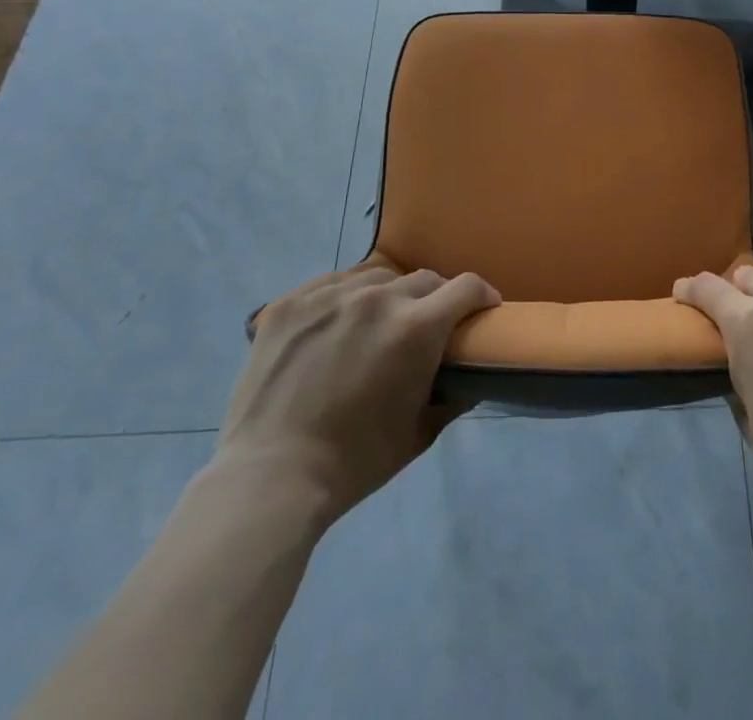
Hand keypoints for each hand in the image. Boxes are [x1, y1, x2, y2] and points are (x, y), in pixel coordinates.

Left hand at [217, 264, 499, 519]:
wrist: (270, 477)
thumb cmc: (354, 462)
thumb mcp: (418, 434)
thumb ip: (452, 398)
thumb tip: (470, 379)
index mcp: (415, 328)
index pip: (466, 287)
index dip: (481, 296)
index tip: (482, 309)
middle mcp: (377, 298)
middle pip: (423, 279)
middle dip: (435, 299)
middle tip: (427, 326)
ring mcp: (329, 295)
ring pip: (376, 275)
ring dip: (389, 294)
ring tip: (378, 322)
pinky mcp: (290, 302)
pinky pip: (331, 283)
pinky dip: (344, 298)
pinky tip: (336, 324)